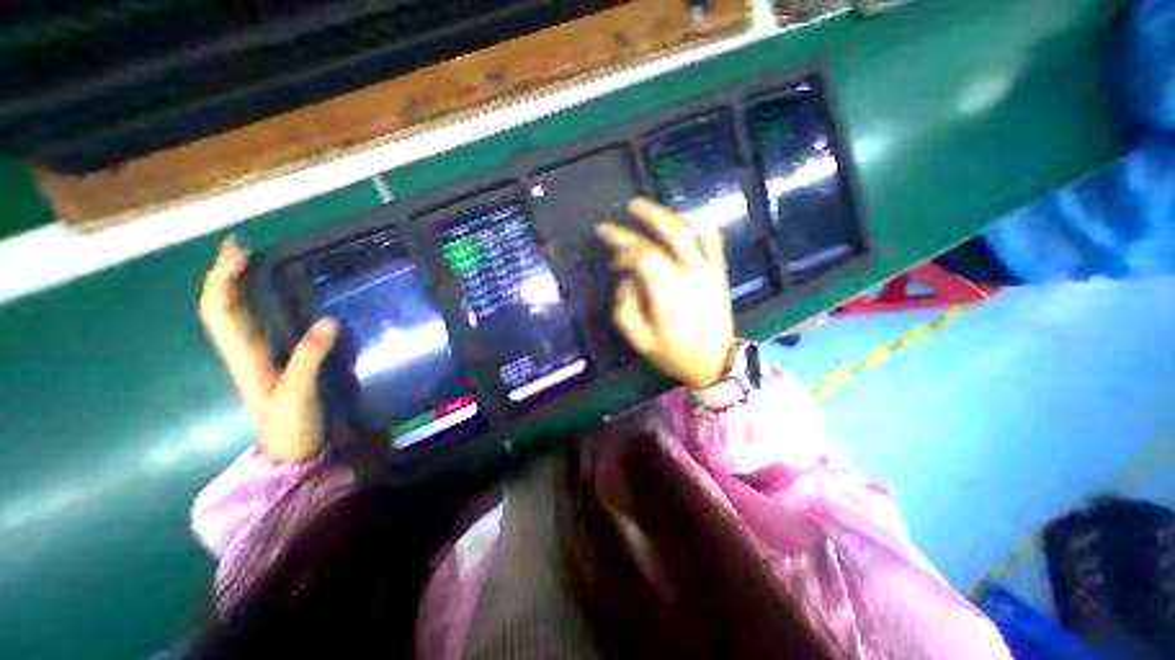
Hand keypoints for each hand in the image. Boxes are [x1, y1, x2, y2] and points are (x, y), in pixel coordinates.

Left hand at [197, 237, 335, 464]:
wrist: (293, 450)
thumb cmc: (291, 424)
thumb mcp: (299, 392)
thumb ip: (309, 357)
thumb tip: (328, 320)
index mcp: (246, 357)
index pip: (222, 312)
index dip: (224, 281)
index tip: (237, 253)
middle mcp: (247, 352)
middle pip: (225, 308)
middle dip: (226, 276)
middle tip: (242, 249)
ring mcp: (263, 357)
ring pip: (240, 315)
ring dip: (241, 288)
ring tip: (254, 265)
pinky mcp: (281, 362)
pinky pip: (263, 326)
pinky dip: (262, 306)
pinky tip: (278, 298)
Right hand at [598, 199, 730, 389]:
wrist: (716, 363)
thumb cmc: (675, 354)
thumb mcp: (640, 341)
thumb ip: (625, 308)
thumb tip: (625, 279)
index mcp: (667, 292)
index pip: (642, 255)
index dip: (623, 249)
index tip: (612, 259)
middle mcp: (689, 273)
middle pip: (664, 236)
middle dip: (639, 222)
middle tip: (621, 214)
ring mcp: (707, 269)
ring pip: (688, 230)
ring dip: (665, 215)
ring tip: (644, 208)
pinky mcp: (719, 271)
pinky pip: (712, 239)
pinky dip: (698, 223)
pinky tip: (682, 218)